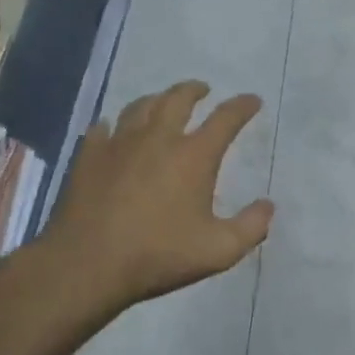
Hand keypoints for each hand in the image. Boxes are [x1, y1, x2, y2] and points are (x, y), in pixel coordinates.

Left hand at [45, 81, 273, 309]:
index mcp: (193, 156)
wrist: (87, 264)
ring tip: (162, 102)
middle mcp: (157, 139)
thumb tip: (268, 205)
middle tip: (203, 90)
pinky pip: (103, 128)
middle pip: (178, 99)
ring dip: (157, 99)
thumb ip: (251, 227)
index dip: (242, 106)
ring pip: (140, 106)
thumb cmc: (158, 256)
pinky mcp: (89, 156)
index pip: (225, 118)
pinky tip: (113, 130)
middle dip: (195, 90)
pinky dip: (114, 125)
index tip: (252, 100)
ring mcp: (119, 144)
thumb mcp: (218, 251)